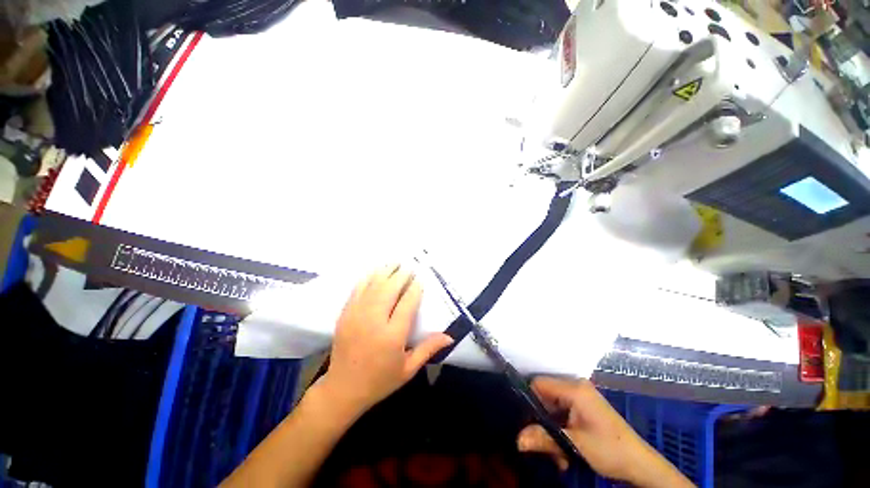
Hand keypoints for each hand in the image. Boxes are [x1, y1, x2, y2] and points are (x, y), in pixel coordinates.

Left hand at [319, 265, 452, 415]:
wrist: (343, 389)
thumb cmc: (380, 380)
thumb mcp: (408, 369)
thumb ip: (428, 349)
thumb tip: (450, 336)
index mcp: (392, 336)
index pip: (407, 304)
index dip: (414, 288)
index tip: (420, 279)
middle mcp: (374, 322)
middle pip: (389, 290)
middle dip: (401, 275)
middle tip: (409, 267)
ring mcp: (357, 316)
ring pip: (373, 286)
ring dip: (385, 272)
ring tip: (395, 263)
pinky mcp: (345, 315)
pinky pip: (357, 291)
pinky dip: (367, 278)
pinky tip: (375, 272)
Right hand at [517, 377, 692, 486]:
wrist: (640, 464)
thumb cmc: (610, 449)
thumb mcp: (575, 445)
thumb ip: (544, 437)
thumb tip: (517, 439)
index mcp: (574, 388)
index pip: (539, 383)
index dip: (529, 400)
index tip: (524, 421)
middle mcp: (575, 387)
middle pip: (545, 396)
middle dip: (541, 421)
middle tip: (541, 444)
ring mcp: (581, 397)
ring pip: (552, 408)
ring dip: (550, 431)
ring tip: (557, 454)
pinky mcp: (584, 408)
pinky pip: (562, 414)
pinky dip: (559, 431)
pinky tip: (564, 452)